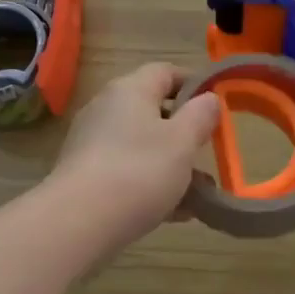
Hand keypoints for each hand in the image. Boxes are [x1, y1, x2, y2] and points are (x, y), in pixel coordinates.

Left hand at [48, 63, 221, 250]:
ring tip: (200, 193)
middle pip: (152, 110)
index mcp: (130, 90)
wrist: (78, 222)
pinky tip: (175, 213)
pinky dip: (151, 185)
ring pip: (142, 145)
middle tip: (208, 151)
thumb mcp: (182, 142)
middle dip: (184, 132)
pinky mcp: (85, 175)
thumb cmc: (139, 172)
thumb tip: (209, 98)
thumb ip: (200, 116)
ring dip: (171, 164)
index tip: (216, 105)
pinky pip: (127, 171)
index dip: (193, 83)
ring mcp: (92, 142)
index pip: (165, 71)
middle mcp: (107, 108)